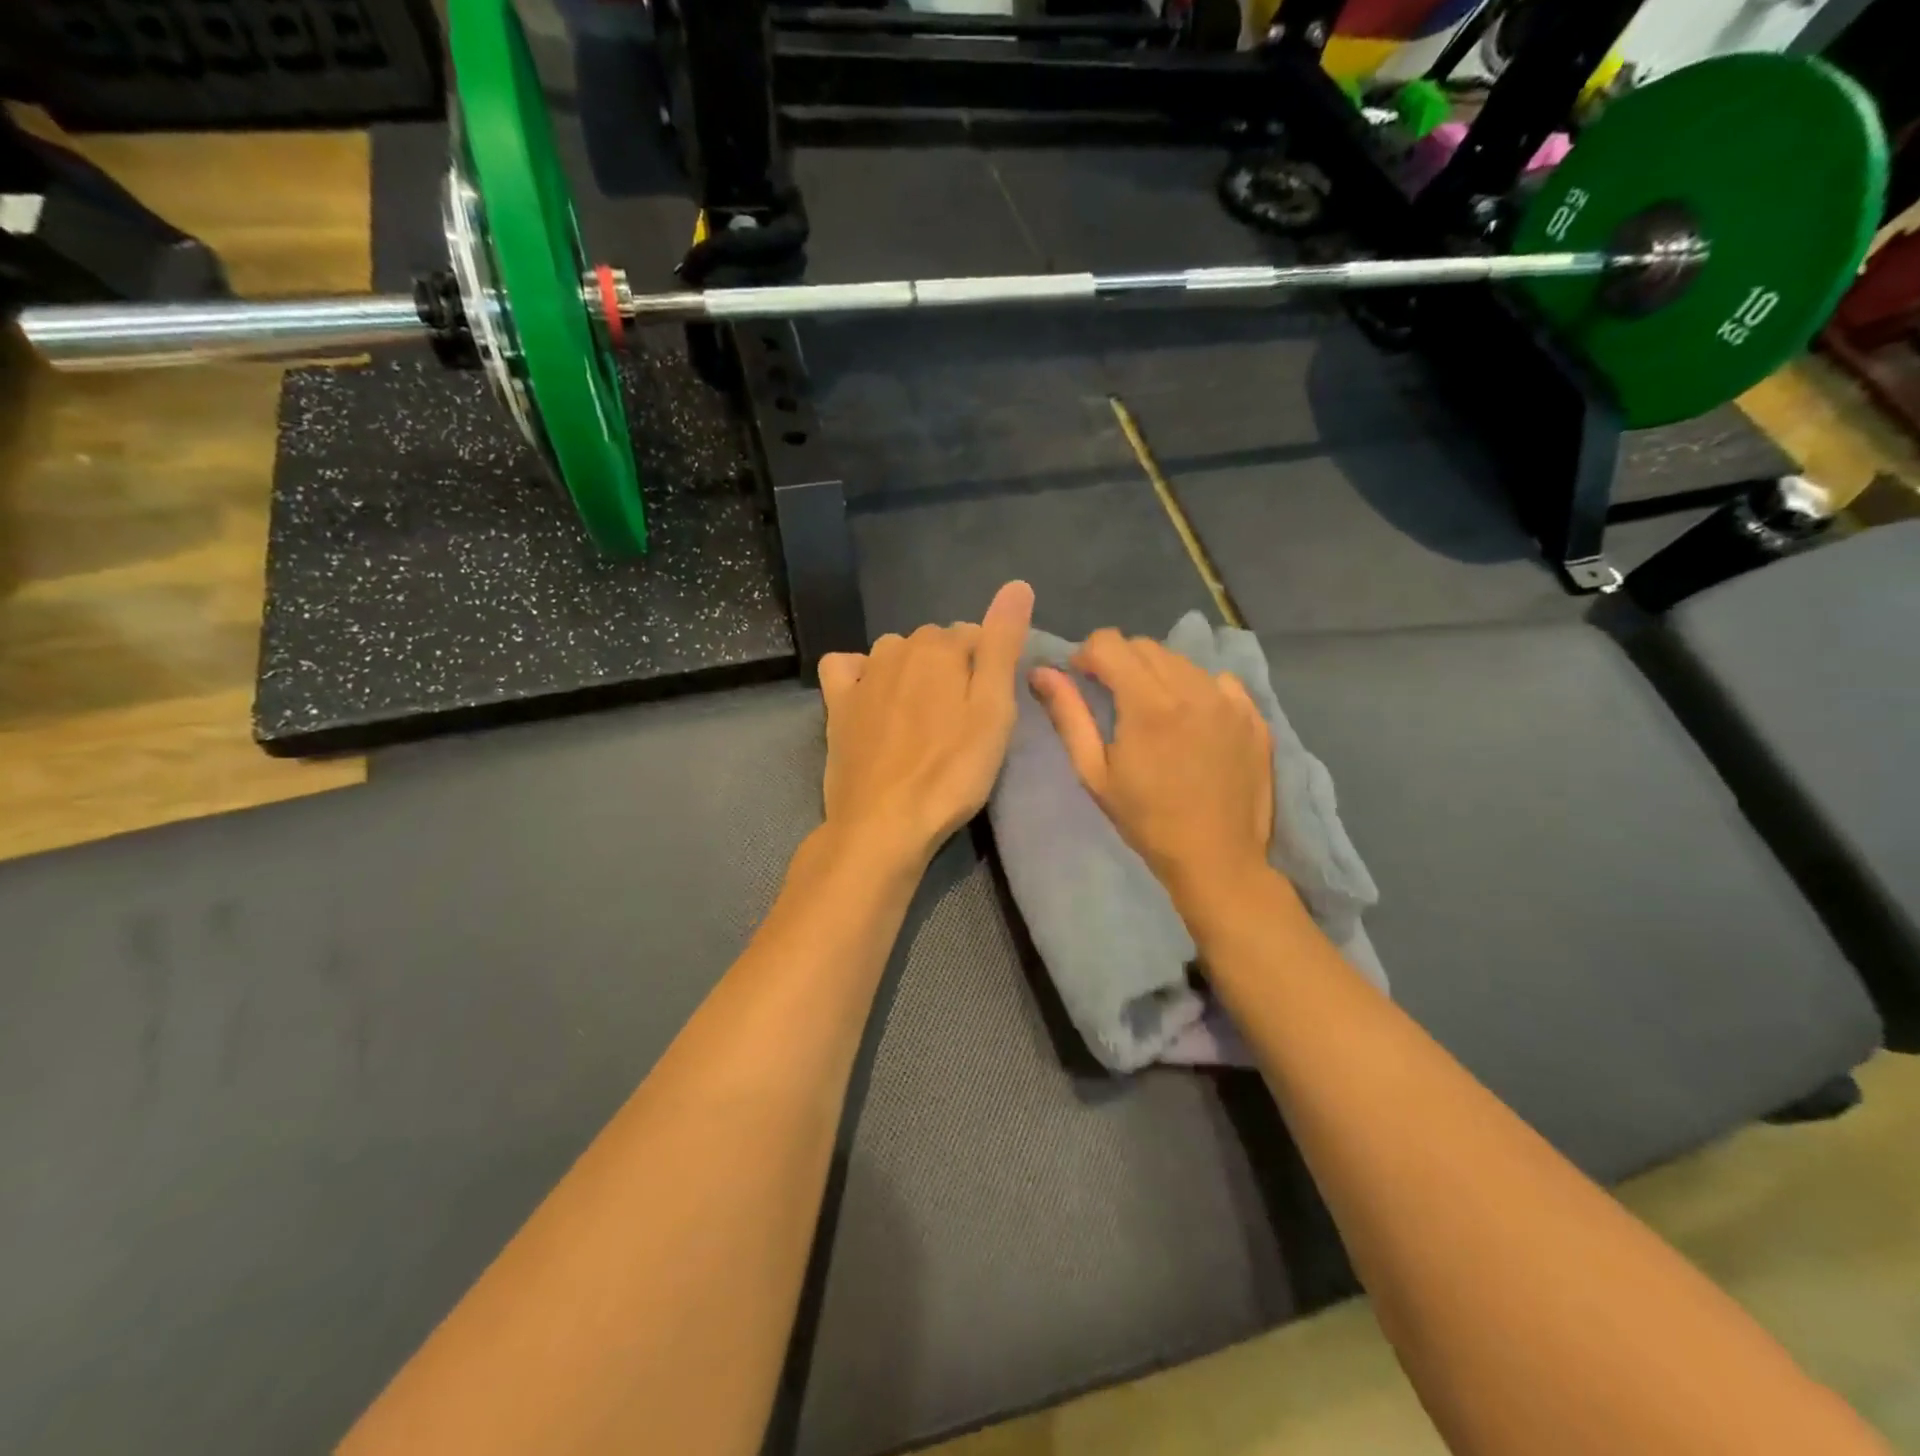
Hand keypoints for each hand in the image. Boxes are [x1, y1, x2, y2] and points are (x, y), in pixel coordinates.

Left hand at [817, 581, 1034, 870]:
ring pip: (896, 653)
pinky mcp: (837, 703)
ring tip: (924, 717)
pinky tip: (873, 697)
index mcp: (940, 647)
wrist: (884, 822)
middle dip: (952, 667)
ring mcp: (862, 675)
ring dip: (913, 671)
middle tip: (963, 719)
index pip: (976, 635)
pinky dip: (861, 672)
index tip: (992, 706)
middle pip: (935, 643)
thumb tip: (1017, 584)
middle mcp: (897, 648)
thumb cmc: (951, 772)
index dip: (989, 667)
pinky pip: (847, 666)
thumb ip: (1003, 645)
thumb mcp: (994, 711)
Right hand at [1032, 629, 1273, 895]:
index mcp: (1148, 703)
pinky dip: (1197, 688)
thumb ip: (1069, 715)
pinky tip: (1191, 720)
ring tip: (1152, 711)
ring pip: (1181, 660)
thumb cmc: (1147, 820)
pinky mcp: (1253, 714)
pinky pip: (1218, 680)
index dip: (1087, 654)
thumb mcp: (1095, 773)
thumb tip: (1042, 673)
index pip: (1110, 643)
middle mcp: (1192, 688)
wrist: (1217, 858)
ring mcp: (1228, 699)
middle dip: (1120, 661)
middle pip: (1145, 646)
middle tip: (1113, 698)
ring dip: (1157, 673)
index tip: (1082, 679)